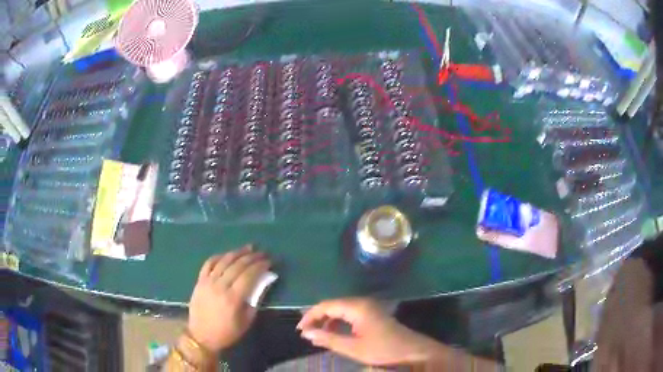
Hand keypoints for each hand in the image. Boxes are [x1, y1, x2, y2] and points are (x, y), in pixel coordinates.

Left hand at [187, 245, 270, 352]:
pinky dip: (219, 256)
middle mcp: (219, 286)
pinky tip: (227, 255)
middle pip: (237, 265)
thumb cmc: (227, 332)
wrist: (201, 335)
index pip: (249, 275)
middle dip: (252, 257)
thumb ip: (255, 301)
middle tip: (262, 252)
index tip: (269, 261)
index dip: (260, 266)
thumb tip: (263, 283)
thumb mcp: (246, 321)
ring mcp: (207, 281)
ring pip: (223, 261)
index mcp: (233, 298)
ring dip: (237, 252)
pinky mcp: (200, 281)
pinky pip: (209, 263)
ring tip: (248, 248)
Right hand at [297, 297, 440, 365]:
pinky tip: (335, 334)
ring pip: (341, 310)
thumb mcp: (353, 348)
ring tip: (317, 335)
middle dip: (317, 318)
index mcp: (357, 307)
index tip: (300, 331)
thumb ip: (328, 339)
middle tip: (306, 333)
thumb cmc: (383, 349)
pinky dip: (339, 323)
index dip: (310, 316)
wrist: (413, 351)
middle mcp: (362, 303)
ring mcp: (369, 308)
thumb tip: (306, 333)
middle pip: (333, 306)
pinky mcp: (373, 315)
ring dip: (328, 321)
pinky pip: (350, 315)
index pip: (326, 305)